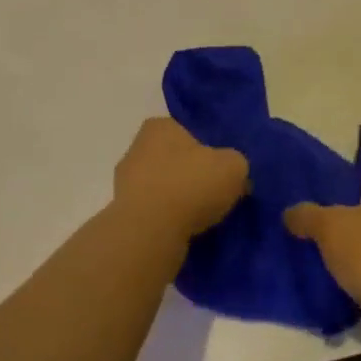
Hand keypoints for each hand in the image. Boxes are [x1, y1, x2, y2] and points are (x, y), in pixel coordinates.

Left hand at [113, 117, 247, 240]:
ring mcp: (125, 184)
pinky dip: (168, 220)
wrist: (149, 234)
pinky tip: (186, 232)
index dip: (206, 147)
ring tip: (204, 217)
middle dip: (191, 173)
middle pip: (173, 159)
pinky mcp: (122, 215)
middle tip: (216, 191)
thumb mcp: (233, 167)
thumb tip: (236, 177)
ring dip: (179, 199)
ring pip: (162, 187)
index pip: (185, 129)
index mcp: (159, 127)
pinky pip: (153, 213)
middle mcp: (136, 149)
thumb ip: (237, 163)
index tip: (221, 166)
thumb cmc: (190, 186)